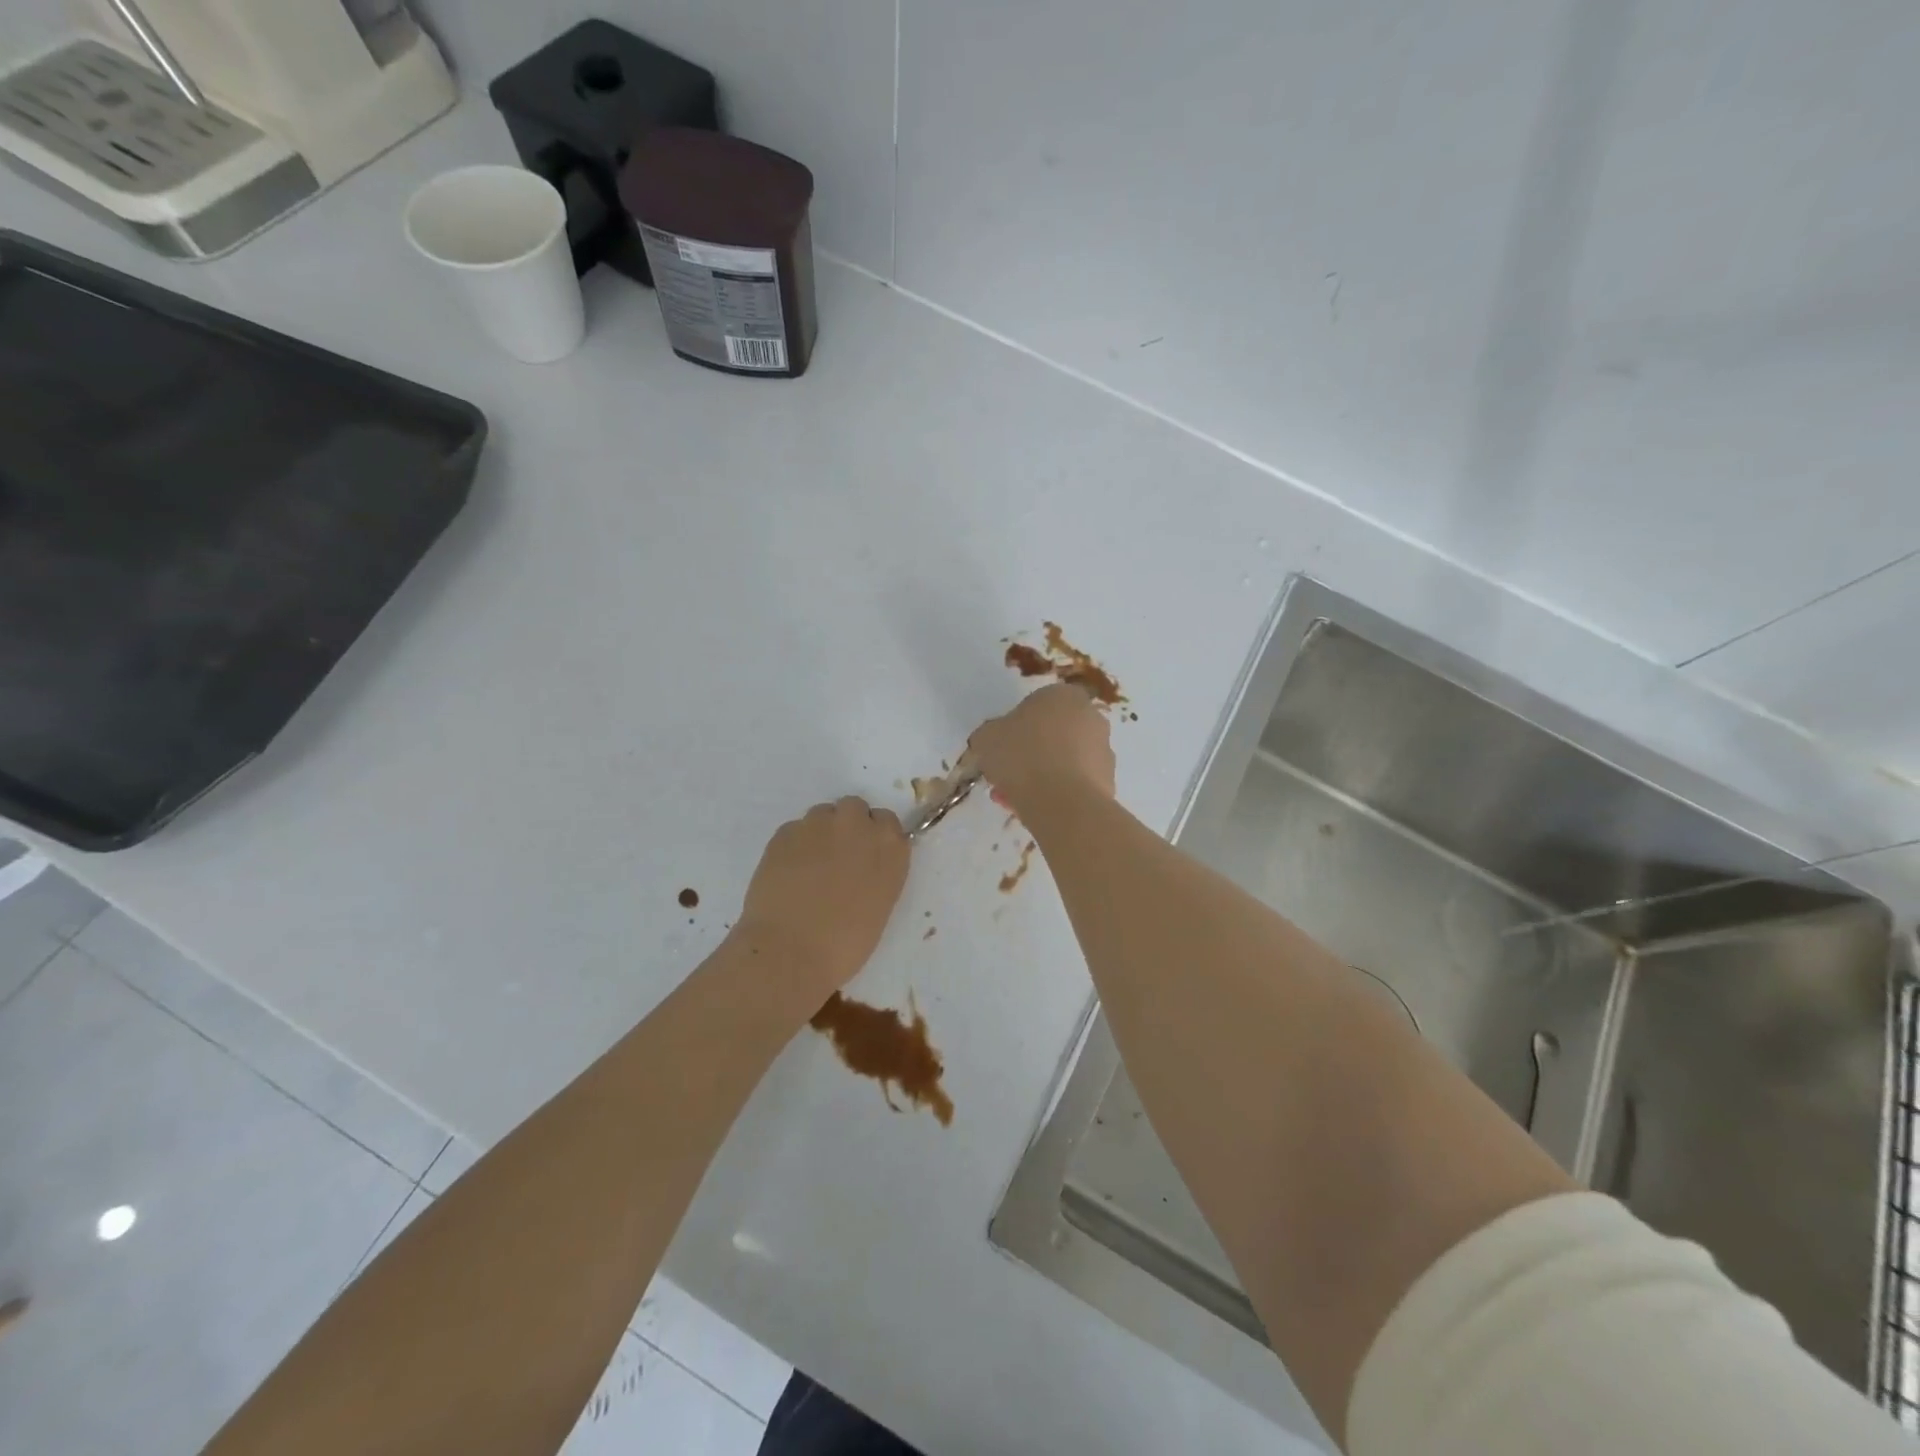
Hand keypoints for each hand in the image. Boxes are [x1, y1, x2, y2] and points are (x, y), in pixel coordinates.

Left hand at [734, 796, 908, 1009]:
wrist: (790, 951)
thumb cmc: (845, 943)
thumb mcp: (879, 905)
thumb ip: (877, 872)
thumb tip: (862, 866)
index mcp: (889, 847)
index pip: (887, 822)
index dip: (875, 836)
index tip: (866, 855)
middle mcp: (857, 826)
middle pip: (854, 808)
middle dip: (848, 826)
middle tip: (838, 858)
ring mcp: (818, 825)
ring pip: (822, 815)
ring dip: (821, 833)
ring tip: (809, 867)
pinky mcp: (784, 832)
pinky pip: (795, 830)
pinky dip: (794, 845)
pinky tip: (788, 873)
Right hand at [967, 683, 1115, 817]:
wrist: (1063, 802)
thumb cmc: (1022, 756)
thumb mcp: (987, 738)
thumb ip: (991, 734)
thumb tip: (996, 740)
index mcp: (1063, 695)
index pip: (1036, 705)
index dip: (1016, 728)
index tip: (1002, 748)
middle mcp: (1091, 716)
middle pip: (1053, 733)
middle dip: (1032, 753)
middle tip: (1009, 775)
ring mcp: (1104, 750)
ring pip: (1065, 760)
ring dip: (1043, 775)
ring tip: (1018, 799)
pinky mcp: (1109, 781)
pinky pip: (1076, 784)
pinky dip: (1058, 793)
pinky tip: (1038, 809)